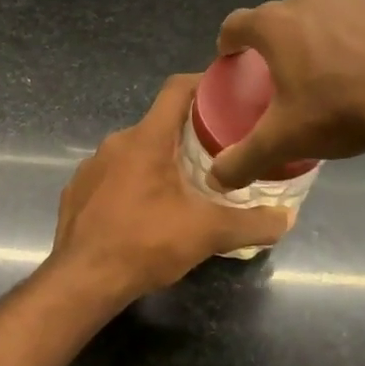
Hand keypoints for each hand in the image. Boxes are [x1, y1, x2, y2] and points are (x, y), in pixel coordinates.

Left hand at [51, 74, 292, 301]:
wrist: (82, 281)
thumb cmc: (146, 244)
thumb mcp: (208, 234)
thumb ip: (252, 224)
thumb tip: (287, 219)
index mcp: (147, 139)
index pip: (176, 89)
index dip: (203, 84)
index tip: (227, 93)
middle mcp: (116, 143)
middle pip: (159, 123)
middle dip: (188, 134)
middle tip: (218, 152)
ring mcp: (91, 166)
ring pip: (134, 151)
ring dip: (159, 161)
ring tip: (185, 185)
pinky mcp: (76, 191)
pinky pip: (111, 175)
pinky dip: (132, 183)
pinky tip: (145, 211)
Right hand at [210, 0, 364, 190]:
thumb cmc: (339, 109)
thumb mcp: (284, 140)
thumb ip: (244, 159)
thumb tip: (217, 179)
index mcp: (275, 24)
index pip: (235, 24)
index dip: (228, 43)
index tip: (231, 59)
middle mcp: (309, 0)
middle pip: (279, 19)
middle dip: (274, 44)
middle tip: (279, 76)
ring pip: (319, 18)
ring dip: (314, 40)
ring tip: (323, 75)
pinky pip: (355, 25)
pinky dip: (350, 43)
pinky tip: (362, 74)